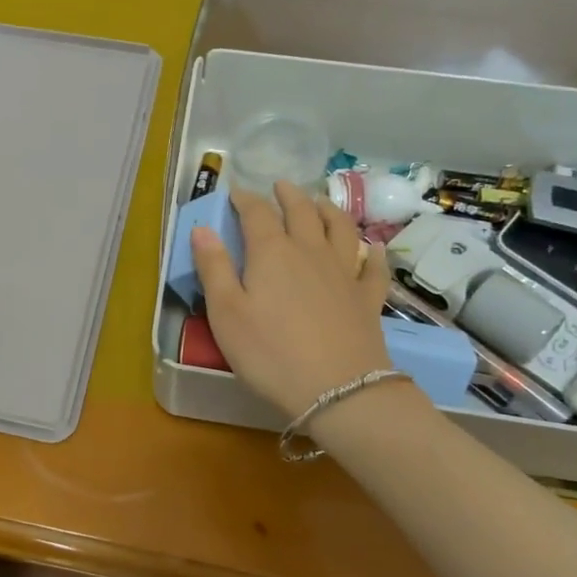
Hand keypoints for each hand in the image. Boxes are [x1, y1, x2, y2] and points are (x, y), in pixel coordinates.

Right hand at [191, 182, 392, 416]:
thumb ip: (213, 267)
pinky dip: (371, 253)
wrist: (337, 389)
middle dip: (288, 195)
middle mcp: (311, 251)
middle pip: (302, 211)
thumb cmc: (269, 352)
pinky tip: (371, 248)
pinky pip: (373, 267)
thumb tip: (202, 227)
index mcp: (272, 252)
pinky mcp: (367, 298)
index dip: (245, 199)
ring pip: (340, 228)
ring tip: (320, 203)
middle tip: (280, 187)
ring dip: (329, 210)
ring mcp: (344, 273)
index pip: (256, 213)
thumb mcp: (225, 312)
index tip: (236, 193)